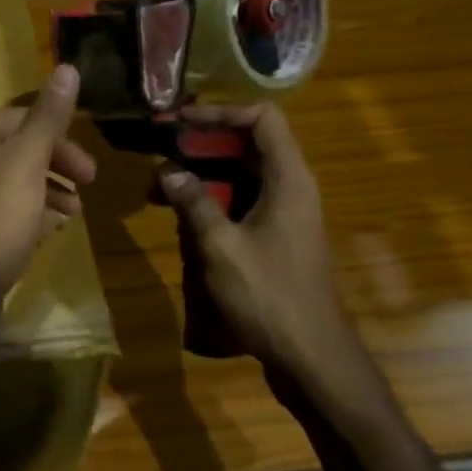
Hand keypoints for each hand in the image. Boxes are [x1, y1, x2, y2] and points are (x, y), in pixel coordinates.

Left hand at [0, 64, 98, 321]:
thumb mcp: (27, 162)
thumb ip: (49, 117)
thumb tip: (68, 66)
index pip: (21, 118)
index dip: (59, 138)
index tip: (89, 168)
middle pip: (20, 147)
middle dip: (57, 165)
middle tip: (88, 186)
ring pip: (17, 179)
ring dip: (50, 190)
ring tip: (73, 213)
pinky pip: (8, 207)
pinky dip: (33, 212)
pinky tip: (53, 229)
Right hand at [156, 103, 374, 405]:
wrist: (311, 357)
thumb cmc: (269, 296)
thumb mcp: (221, 246)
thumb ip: (194, 202)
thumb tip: (168, 171)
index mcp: (288, 179)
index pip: (262, 118)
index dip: (221, 112)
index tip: (181, 121)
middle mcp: (291, 188)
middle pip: (249, 144)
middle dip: (203, 143)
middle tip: (162, 149)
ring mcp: (286, 214)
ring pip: (242, 174)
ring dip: (202, 173)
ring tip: (160, 185)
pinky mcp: (277, 237)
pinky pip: (243, 201)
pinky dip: (212, 198)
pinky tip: (181, 214)